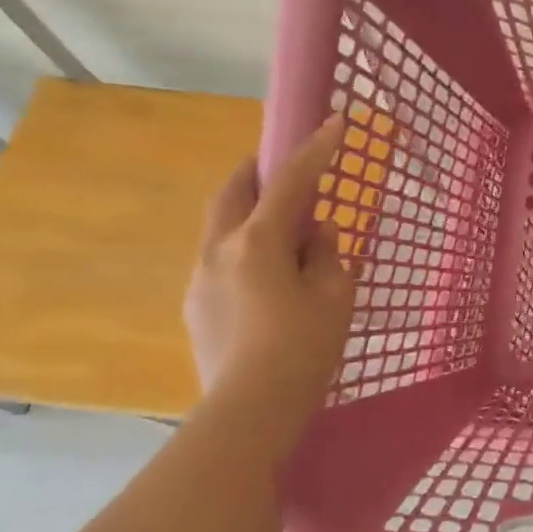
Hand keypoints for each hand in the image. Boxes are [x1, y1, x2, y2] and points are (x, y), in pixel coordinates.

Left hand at [184, 116, 356, 438]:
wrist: (251, 409)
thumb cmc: (303, 347)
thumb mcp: (333, 296)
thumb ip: (326, 254)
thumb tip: (315, 233)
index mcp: (257, 242)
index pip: (290, 182)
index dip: (315, 150)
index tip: (335, 122)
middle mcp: (219, 250)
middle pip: (234, 192)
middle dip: (259, 172)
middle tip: (285, 169)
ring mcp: (200, 279)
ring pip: (222, 227)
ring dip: (249, 213)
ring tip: (281, 230)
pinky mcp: (197, 307)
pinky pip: (220, 260)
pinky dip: (243, 249)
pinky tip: (266, 277)